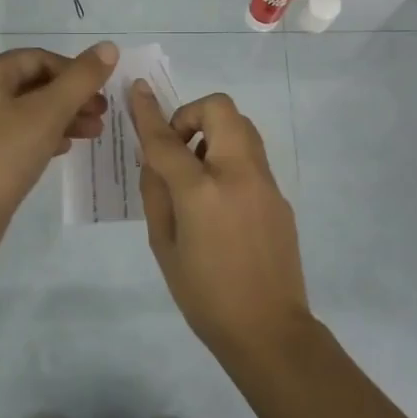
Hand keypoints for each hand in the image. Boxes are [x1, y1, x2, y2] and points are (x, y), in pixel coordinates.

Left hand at [0, 43, 117, 253]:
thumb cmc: (3, 156)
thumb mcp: (49, 113)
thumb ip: (81, 79)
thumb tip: (109, 47)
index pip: (38, 58)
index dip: (74, 71)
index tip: (100, 92)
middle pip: (31, 84)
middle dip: (70, 97)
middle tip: (101, 115)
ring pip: (23, 111)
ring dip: (61, 118)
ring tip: (92, 134)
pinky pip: (12, 134)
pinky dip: (40, 136)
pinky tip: (64, 149)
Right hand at [129, 83, 310, 355]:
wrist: (268, 329)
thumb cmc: (204, 295)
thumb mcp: (163, 245)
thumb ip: (157, 193)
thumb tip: (156, 160)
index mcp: (201, 192)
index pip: (167, 140)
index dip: (147, 112)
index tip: (138, 88)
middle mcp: (238, 175)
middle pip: (220, 109)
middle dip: (192, 113)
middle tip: (177, 145)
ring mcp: (264, 182)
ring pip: (241, 127)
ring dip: (213, 132)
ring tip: (196, 171)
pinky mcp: (279, 195)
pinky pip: (251, 156)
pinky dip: (229, 157)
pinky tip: (219, 198)